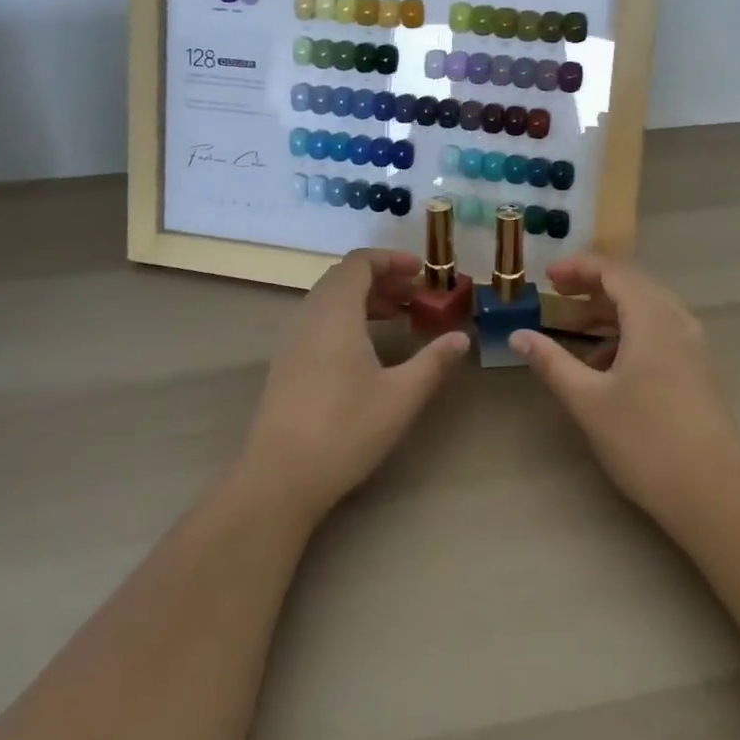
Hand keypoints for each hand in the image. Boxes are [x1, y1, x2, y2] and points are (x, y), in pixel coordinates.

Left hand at [240, 248, 467, 523]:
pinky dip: (346, 318)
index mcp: (335, 312)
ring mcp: (292, 340)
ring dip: (364, 299)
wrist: (278, 479)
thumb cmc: (344, 430)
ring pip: (329, 300)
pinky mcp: (285, 364)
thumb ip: (433, 362)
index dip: (391, 260)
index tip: (422, 272)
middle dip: (382, 279)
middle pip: (344, 278)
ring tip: (396, 318)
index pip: (359, 262)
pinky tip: (366, 350)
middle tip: (415, 296)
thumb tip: (461, 337)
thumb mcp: (401, 396)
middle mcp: (309, 316)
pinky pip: (318, 321)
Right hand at [512, 256, 739, 512]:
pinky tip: (606, 366)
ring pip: (647, 310)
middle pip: (632, 285)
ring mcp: (692, 346)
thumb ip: (551, 363)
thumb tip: (518, 336)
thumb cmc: (646, 440)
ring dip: (609, 312)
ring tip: (574, 331)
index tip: (547, 277)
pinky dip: (629, 333)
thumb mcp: (588, 401)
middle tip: (557, 297)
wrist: (716, 494)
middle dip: (591, 287)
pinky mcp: (698, 370)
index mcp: (652, 317)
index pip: (613, 271)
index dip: (578, 267)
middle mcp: (677, 321)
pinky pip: (659, 332)